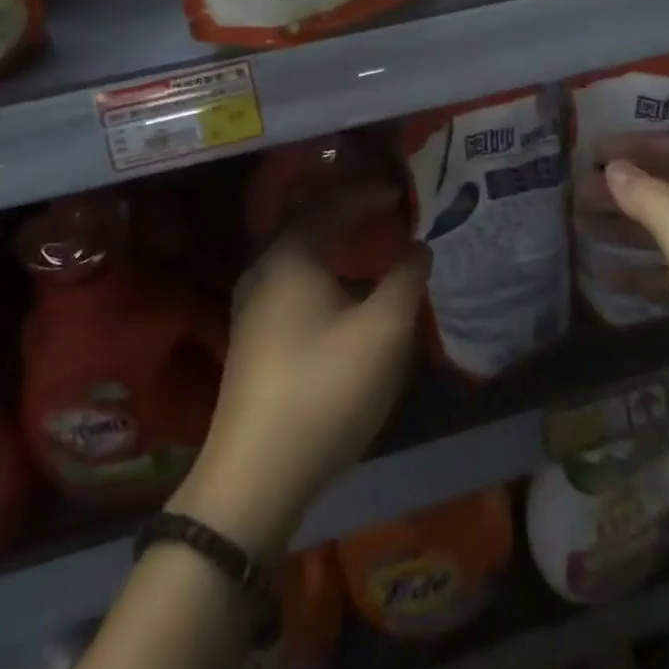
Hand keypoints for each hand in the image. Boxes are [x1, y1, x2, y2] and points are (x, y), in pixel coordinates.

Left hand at [171, 190, 428, 557]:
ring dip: (333, 244)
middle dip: (348, 213)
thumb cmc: (324, 389)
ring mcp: (250, 305)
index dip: (369, 195)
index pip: (332, 205)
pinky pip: (291, 282)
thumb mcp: (383, 333)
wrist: (254, 476)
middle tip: (384, 212)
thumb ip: (406, 279)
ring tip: (368, 248)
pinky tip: (340, 296)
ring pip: (298, 256)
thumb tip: (417, 246)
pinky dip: (321, 272)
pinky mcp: (251, 337)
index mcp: (290, 255)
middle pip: (308, 223)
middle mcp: (263, 269)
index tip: (401, 192)